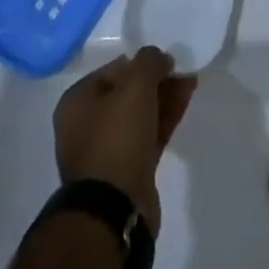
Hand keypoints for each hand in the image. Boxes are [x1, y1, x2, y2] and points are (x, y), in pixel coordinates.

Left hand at [53, 47, 196, 232]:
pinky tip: (185, 103)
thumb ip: (149, 61)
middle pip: (128, 92)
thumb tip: (159, 59)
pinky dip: (165, 119)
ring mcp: (107, 150)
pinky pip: (149, 135)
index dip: (141, 62)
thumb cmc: (116, 137)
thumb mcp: (135, 85)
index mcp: (77, 102)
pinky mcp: (127, 171)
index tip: (166, 60)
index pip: (113, 69)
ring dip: (164, 97)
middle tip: (183, 71)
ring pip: (141, 114)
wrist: (114, 209)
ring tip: (191, 83)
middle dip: (157, 80)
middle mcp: (87, 125)